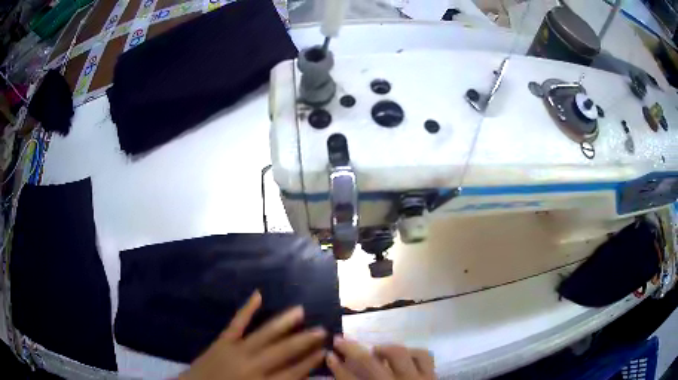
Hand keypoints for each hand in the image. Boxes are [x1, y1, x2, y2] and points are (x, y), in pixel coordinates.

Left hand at [179, 291, 326, 379]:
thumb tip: (299, 376)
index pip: (294, 372)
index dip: (311, 361)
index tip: (324, 350)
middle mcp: (253, 365)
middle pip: (284, 351)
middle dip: (305, 340)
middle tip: (322, 329)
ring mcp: (236, 350)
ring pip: (265, 334)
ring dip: (284, 322)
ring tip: (300, 310)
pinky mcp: (222, 341)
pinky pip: (237, 323)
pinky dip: (247, 309)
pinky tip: (258, 295)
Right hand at [326, 337, 434, 379]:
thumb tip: (343, 374)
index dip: (337, 367)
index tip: (329, 355)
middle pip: (369, 363)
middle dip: (351, 349)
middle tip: (341, 340)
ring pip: (399, 354)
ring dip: (384, 349)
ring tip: (376, 352)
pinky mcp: (433, 376)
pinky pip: (424, 355)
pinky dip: (412, 352)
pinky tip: (405, 356)